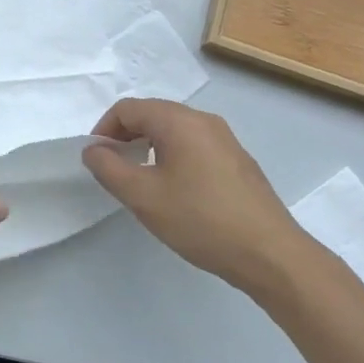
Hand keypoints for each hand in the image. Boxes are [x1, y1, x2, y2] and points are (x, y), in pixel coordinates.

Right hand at [82, 98, 305, 285]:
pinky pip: (194, 146)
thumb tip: (93, 149)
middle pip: (152, 114)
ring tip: (141, 182)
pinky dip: (173, 156)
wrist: (270, 254)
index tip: (96, 159)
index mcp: (179, 121)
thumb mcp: (143, 196)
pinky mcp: (237, 161)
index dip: (104, 129)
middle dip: (126, 136)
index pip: (128, 108)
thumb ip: (109, 168)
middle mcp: (204, 120)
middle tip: (114, 170)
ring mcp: (225, 139)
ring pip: (174, 130)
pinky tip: (175, 191)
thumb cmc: (200, 220)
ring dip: (149, 147)